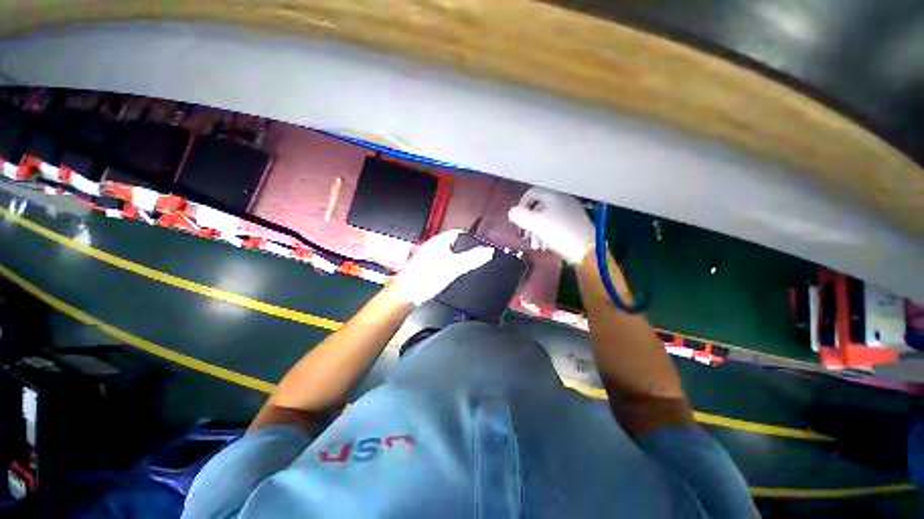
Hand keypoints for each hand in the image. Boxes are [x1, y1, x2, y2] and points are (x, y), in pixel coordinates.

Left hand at [391, 229, 494, 304]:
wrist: (407, 293)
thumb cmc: (427, 278)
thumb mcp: (455, 268)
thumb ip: (472, 259)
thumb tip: (488, 252)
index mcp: (439, 241)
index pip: (458, 232)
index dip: (470, 236)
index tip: (479, 242)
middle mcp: (432, 245)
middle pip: (452, 242)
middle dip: (464, 247)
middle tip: (475, 253)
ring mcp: (427, 255)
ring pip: (446, 251)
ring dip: (456, 256)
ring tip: (466, 263)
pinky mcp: (424, 266)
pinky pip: (440, 260)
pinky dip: (448, 263)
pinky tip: (451, 272)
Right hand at [508, 187, 593, 263]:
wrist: (586, 250)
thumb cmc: (558, 233)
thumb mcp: (534, 224)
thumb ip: (519, 216)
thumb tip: (512, 212)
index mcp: (553, 195)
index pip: (531, 193)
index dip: (521, 205)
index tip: (517, 220)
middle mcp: (562, 199)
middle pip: (538, 207)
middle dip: (529, 223)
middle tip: (525, 237)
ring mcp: (570, 211)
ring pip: (546, 218)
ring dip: (537, 231)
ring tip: (536, 246)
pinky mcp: (575, 223)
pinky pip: (556, 224)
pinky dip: (547, 233)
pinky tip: (546, 246)